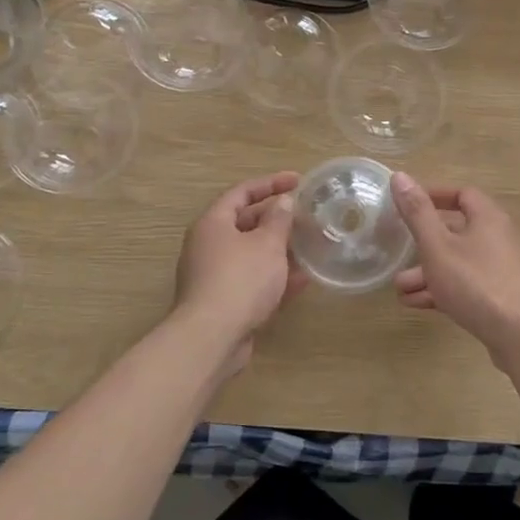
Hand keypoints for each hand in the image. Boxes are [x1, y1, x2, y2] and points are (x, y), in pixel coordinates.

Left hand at [173, 172, 306, 367]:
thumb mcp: (267, 243)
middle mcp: (209, 245)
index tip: (298, 180)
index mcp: (213, 223)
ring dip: (279, 250)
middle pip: (245, 223)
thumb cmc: (240, 279)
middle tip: (306, 215)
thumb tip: (282, 202)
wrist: (212, 338)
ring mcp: (214, 276)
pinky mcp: (224, 302)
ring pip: (251, 254)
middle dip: (277, 219)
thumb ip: (278, 220)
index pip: (242, 192)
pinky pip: (252, 281)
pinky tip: (302, 281)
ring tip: (310, 246)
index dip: (271, 183)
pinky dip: (275, 278)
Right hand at [389, 172, 519, 355]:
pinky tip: (416, 304)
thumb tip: (400, 176)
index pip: (462, 194)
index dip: (434, 196)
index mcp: (488, 218)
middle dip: (423, 243)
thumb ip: (417, 213)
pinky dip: (443, 290)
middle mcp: (499, 238)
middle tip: (398, 251)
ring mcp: (503, 270)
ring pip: (459, 263)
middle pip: (457, 231)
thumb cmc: (477, 283)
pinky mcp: (502, 298)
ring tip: (399, 289)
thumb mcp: (438, 246)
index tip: (407, 205)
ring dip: (428, 272)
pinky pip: (467, 285)